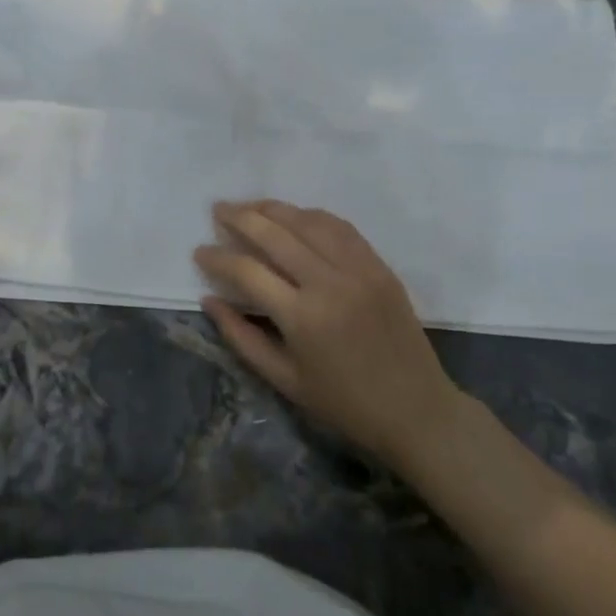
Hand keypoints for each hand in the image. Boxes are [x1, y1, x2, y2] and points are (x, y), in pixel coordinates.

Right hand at [195, 201, 460, 466]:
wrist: (416, 409)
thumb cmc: (343, 403)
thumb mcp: (283, 379)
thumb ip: (241, 336)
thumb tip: (208, 299)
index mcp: (302, 317)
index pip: (248, 271)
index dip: (218, 258)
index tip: (199, 251)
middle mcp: (329, 283)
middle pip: (275, 234)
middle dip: (240, 217)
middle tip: (217, 210)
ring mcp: (359, 269)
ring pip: (308, 221)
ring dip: (274, 209)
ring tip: (249, 206)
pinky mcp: (379, 266)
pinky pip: (340, 227)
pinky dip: (311, 216)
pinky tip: (293, 216)